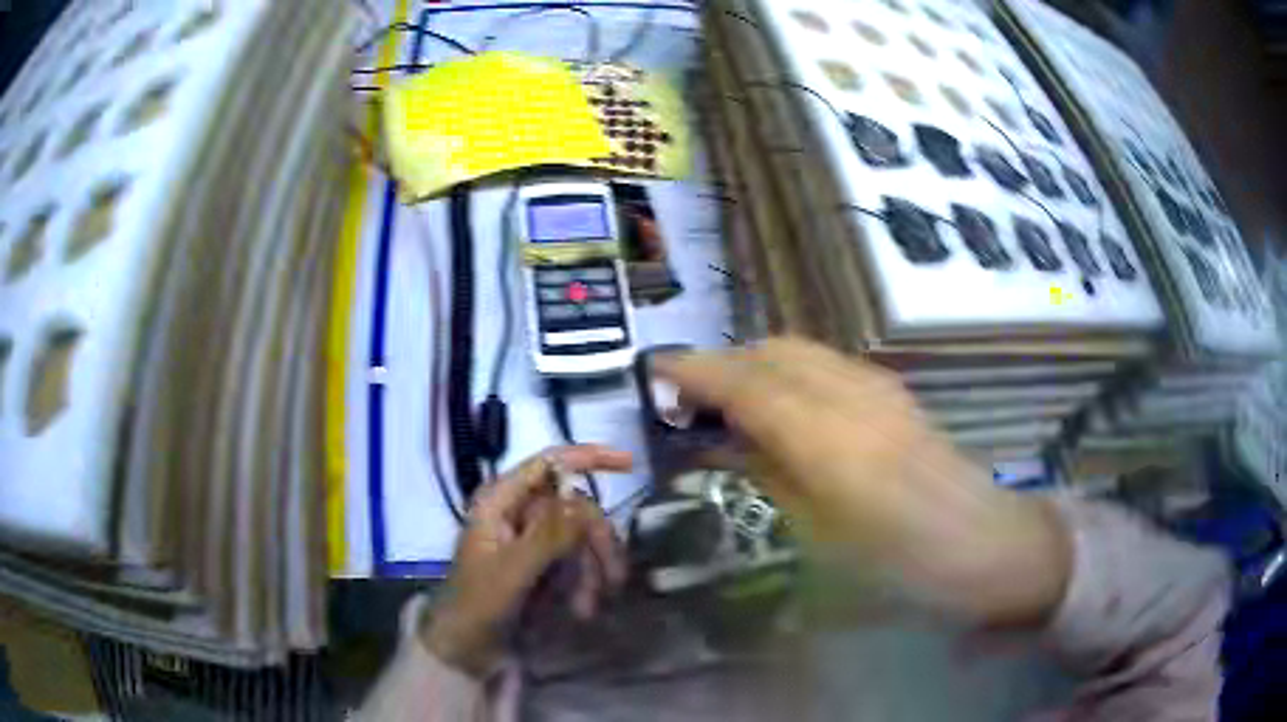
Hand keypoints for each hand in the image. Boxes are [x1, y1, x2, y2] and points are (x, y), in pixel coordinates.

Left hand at [423, 446, 630, 675]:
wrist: (466, 648)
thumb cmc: (478, 604)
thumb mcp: (513, 571)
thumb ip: (548, 536)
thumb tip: (583, 500)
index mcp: (500, 501)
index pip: (549, 463)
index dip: (589, 457)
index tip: (630, 463)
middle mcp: (517, 512)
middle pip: (575, 507)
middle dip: (596, 542)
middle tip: (613, 578)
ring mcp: (530, 539)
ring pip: (581, 537)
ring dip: (591, 570)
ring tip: (587, 608)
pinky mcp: (541, 563)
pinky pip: (576, 561)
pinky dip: (585, 582)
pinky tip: (582, 609)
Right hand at [656, 338, 1070, 625]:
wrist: (980, 542)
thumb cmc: (895, 560)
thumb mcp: (817, 531)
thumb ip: (767, 473)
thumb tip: (723, 442)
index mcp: (824, 440)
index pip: (744, 382)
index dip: (694, 372)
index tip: (655, 373)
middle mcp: (848, 395)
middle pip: (770, 350)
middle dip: (722, 363)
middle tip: (690, 398)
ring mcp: (876, 386)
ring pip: (798, 348)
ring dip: (755, 362)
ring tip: (731, 400)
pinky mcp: (892, 389)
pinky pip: (825, 362)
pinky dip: (789, 368)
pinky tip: (785, 403)